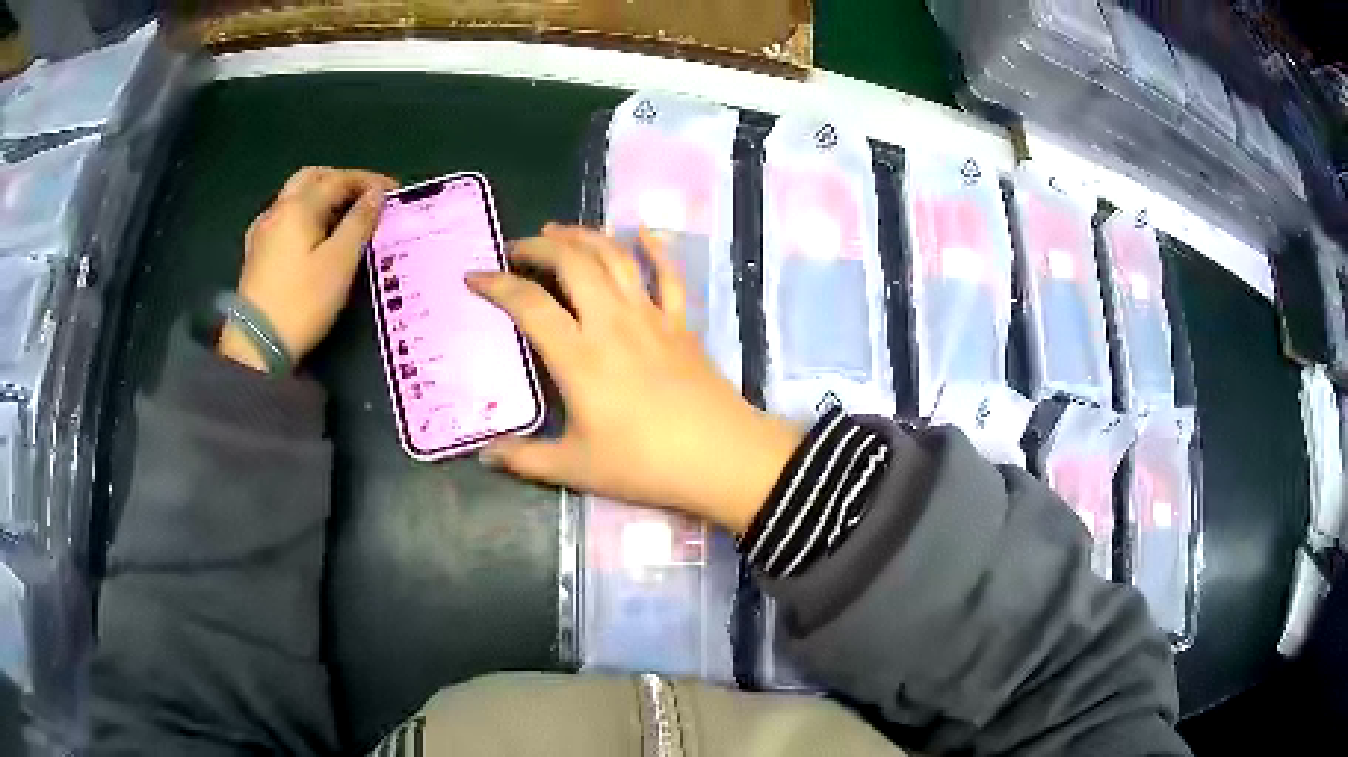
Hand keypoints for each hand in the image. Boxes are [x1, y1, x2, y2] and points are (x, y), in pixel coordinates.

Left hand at [219, 166, 397, 370]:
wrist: (257, 343)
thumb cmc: (303, 301)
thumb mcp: (340, 262)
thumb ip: (359, 223)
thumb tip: (376, 195)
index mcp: (299, 206)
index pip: (339, 179)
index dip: (368, 181)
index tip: (393, 191)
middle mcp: (278, 209)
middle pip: (313, 177)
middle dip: (342, 180)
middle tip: (365, 195)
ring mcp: (264, 230)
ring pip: (296, 195)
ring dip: (323, 195)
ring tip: (344, 214)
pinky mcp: (257, 251)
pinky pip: (285, 217)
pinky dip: (305, 213)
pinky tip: (311, 231)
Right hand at [467, 224, 803, 533]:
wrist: (721, 457)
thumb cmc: (645, 463)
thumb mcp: (575, 468)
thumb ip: (524, 458)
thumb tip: (483, 454)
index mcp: (578, 355)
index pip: (528, 304)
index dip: (496, 284)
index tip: (474, 276)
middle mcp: (611, 321)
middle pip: (572, 263)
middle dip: (538, 246)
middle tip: (517, 249)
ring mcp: (650, 316)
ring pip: (615, 257)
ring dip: (584, 236)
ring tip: (559, 230)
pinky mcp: (680, 322)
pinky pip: (668, 275)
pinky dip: (655, 248)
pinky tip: (643, 231)